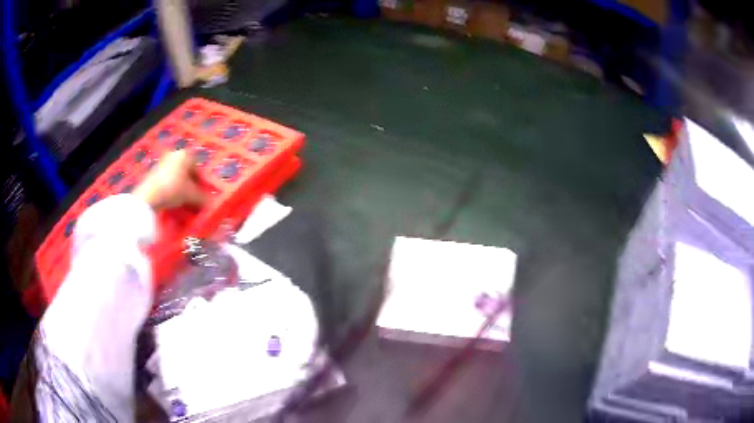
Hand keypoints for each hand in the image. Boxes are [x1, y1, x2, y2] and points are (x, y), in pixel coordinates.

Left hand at [133, 150, 207, 209]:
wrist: (148, 196)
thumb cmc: (173, 189)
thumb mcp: (191, 195)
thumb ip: (202, 197)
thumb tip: (210, 203)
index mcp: (185, 155)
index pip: (198, 167)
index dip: (201, 182)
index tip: (201, 194)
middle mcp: (174, 155)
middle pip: (186, 170)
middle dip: (190, 184)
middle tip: (192, 197)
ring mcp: (162, 162)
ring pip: (176, 175)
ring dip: (180, 186)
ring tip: (181, 200)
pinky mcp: (153, 172)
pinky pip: (166, 180)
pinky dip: (170, 188)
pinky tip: (170, 199)